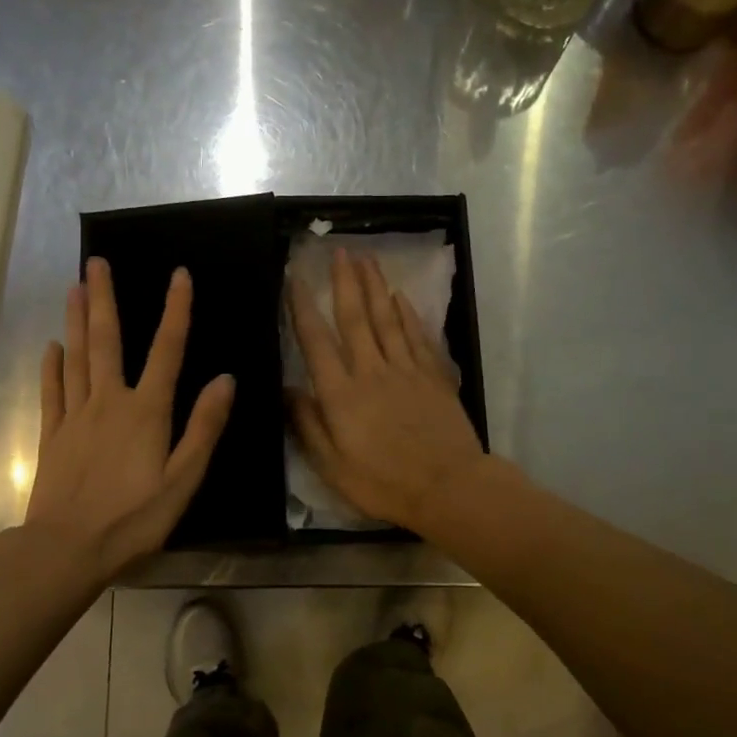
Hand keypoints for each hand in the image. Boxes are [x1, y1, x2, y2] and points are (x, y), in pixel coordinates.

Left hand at [25, 258, 233, 583]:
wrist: (67, 549)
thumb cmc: (134, 518)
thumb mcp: (184, 478)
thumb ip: (204, 427)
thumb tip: (225, 379)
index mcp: (146, 411)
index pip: (166, 349)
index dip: (176, 310)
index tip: (179, 275)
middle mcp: (109, 402)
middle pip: (106, 340)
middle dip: (104, 298)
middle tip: (96, 262)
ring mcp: (75, 416)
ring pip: (76, 357)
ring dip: (75, 320)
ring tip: (74, 287)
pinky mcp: (53, 435)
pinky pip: (52, 392)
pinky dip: (52, 367)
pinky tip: (52, 348)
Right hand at [288, 249, 486, 532]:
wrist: (448, 487)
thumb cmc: (383, 483)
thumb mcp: (332, 466)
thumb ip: (307, 425)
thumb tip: (287, 389)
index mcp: (341, 394)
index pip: (316, 341)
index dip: (302, 306)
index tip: (295, 276)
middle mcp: (372, 371)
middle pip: (356, 317)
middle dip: (345, 281)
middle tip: (340, 250)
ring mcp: (406, 370)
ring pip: (387, 318)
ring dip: (376, 286)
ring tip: (367, 259)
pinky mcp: (433, 376)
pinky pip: (417, 335)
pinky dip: (407, 313)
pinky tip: (400, 297)